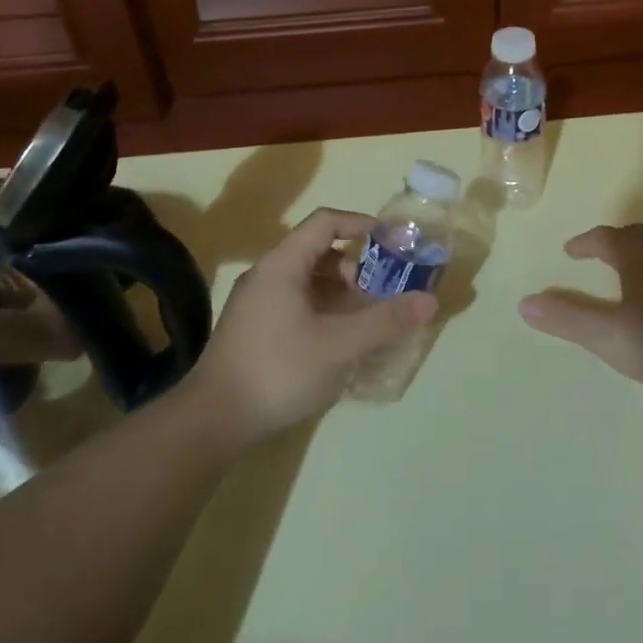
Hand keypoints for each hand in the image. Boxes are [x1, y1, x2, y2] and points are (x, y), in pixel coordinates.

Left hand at [183, 207, 436, 445]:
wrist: (213, 420)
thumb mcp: (339, 345)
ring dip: (339, 294)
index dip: (360, 224)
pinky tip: (337, 344)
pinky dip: (322, 312)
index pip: (325, 222)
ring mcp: (255, 303)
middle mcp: (266, 275)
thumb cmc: (279, 370)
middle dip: (354, 269)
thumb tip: (429, 301)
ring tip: (363, 323)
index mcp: (283, 264)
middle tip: (379, 295)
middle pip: (317, 252)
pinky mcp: (252, 329)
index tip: (390, 240)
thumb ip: (384, 321)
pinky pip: (295, 304)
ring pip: (306, 282)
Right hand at [519, 224, 642, 394]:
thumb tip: (524, 303)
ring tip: (630, 271)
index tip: (571, 251)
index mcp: (638, 253)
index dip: (584, 244)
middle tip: (599, 255)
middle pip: (634, 236)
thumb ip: (568, 318)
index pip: (603, 238)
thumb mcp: (610, 336)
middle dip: (612, 243)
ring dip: (640, 253)